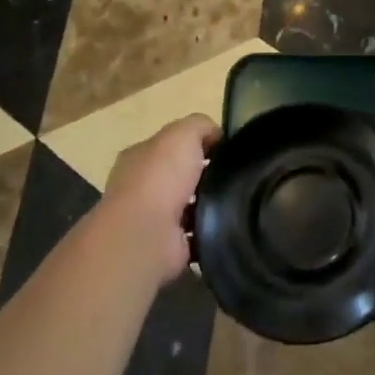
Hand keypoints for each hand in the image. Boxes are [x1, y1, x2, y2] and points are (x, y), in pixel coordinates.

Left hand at [101, 114, 217, 284]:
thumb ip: (199, 127)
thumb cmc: (160, 177)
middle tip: (233, 177)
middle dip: (204, 176)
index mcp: (140, 157)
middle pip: (179, 176)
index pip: (170, 146)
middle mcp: (140, 187)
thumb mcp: (183, 133)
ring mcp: (151, 220)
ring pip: (188, 207)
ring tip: (234, 202)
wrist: (145, 235)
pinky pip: (195, 235)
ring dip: (208, 206)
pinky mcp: (166, 247)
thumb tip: (216, 135)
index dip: (197, 145)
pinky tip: (226, 225)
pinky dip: (209, 231)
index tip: (225, 150)